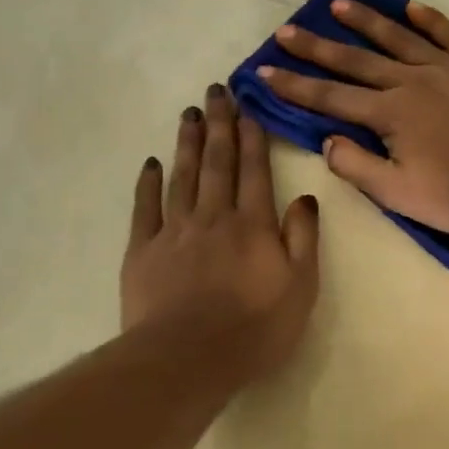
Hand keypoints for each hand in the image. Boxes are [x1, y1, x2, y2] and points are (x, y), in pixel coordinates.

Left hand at [122, 85, 320, 381]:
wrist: (188, 358)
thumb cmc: (255, 328)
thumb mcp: (301, 287)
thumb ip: (304, 239)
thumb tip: (306, 198)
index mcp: (254, 225)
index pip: (254, 171)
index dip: (252, 137)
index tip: (247, 107)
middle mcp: (214, 217)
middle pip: (217, 163)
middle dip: (218, 124)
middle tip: (215, 90)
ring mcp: (175, 231)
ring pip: (183, 176)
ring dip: (187, 143)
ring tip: (189, 113)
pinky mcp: (143, 250)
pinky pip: (146, 208)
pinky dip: (149, 182)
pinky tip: (152, 162)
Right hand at [255, 0, 448, 235]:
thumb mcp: (399, 194)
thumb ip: (358, 167)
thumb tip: (328, 141)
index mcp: (390, 114)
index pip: (330, 97)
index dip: (294, 85)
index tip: (263, 71)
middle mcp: (412, 81)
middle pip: (356, 60)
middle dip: (317, 47)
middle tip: (286, 30)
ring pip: (399, 38)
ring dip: (365, 22)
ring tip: (337, 4)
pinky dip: (429, 20)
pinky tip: (410, 8)